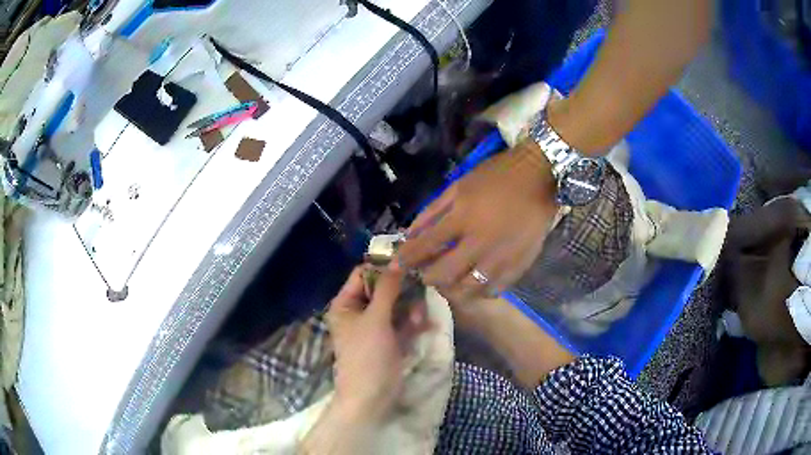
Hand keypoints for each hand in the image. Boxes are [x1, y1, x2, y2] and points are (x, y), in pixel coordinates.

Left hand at [326, 267, 430, 421]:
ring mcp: (375, 326)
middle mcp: (358, 311)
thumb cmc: (367, 355)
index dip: (383, 267)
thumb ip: (387, 289)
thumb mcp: (375, 319)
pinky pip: (403, 321)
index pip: (362, 274)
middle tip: (420, 289)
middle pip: (382, 288)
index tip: (408, 261)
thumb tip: (397, 259)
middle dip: (402, 291)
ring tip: (420, 318)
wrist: (371, 396)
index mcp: (345, 304)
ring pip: (396, 305)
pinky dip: (413, 321)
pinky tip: (424, 325)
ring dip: (410, 307)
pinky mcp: (389, 338)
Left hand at [395, 141, 558, 297]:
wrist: (540, 176)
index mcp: (463, 217)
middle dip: (428, 278)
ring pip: (469, 288)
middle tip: (425, 275)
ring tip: (449, 283)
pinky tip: (475, 284)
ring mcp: (502, 257)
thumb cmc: (497, 176)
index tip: (396, 266)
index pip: (426, 245)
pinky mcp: (520, 264)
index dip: (407, 258)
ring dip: (453, 289)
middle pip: (445, 273)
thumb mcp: (460, 185)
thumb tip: (411, 233)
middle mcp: (480, 242)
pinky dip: (480, 291)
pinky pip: (495, 289)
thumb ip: (434, 210)